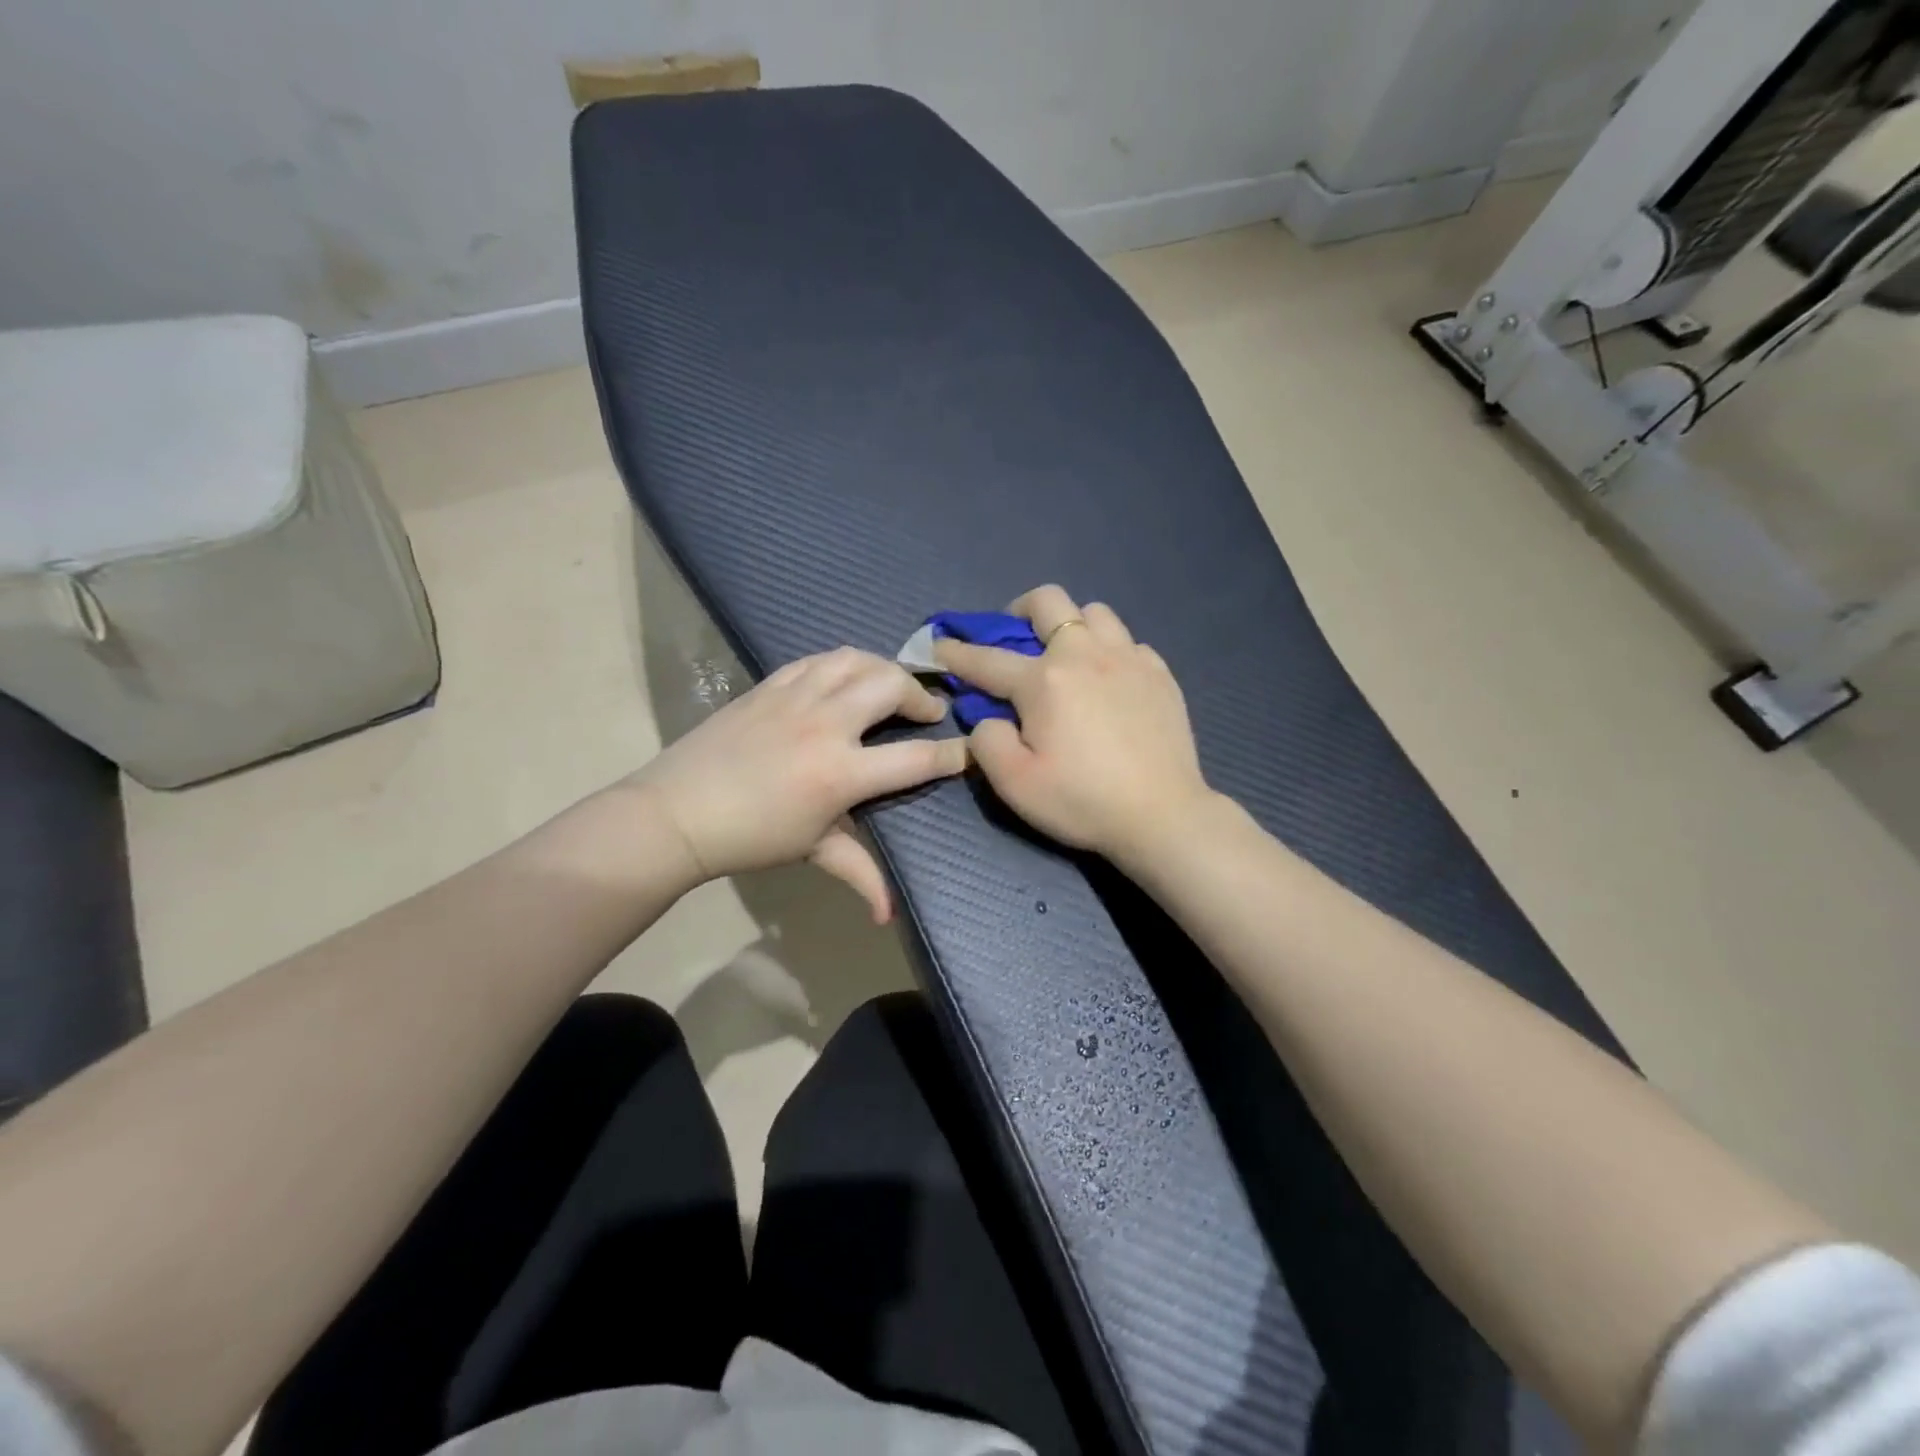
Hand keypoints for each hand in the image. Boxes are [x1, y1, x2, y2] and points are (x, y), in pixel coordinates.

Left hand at [627, 648, 966, 920]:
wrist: (677, 813)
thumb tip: (889, 916)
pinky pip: (818, 660)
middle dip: (921, 696)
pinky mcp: (770, 685)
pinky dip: (843, 663)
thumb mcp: (812, 851)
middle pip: (891, 686)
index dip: (952, 754)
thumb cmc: (750, 838)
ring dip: (884, 669)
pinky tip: (846, 677)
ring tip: (891, 687)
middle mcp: (825, 724)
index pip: (914, 758)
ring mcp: (796, 697)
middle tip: (927, 713)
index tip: (971, 749)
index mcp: (840, 773)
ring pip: (856, 660)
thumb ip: (859, 873)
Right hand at [935, 585, 1213, 863]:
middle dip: (1020, 610)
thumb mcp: (1014, 784)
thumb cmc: (1082, 801)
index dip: (957, 652)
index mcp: (1044, 681)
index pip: (987, 659)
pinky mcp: (1160, 673)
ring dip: (1071, 624)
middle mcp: (1085, 655)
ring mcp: (1129, 659)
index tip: (939, 644)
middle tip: (1015, 637)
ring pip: (1095, 612)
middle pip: (1048, 601)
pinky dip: (1111, 651)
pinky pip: (1129, 642)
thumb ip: (987, 741)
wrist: (1162, 815)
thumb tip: (990, 718)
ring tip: (1068, 656)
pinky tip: (1110, 680)